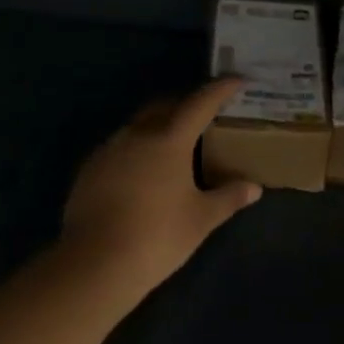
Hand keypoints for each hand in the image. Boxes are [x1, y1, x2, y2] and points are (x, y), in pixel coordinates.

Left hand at [59, 78, 262, 302]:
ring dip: (158, 126)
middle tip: (204, 115)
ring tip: (173, 147)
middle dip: (185, 105)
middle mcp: (137, 134)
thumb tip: (254, 187)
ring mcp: (109, 149)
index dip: (220, 89)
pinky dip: (136, 149)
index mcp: (169, 139)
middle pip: (165, 107)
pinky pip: (119, 147)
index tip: (236, 80)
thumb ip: (228, 198)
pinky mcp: (89, 169)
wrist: (94, 264)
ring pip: (138, 125)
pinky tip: (141, 173)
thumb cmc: (157, 237)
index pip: (200, 103)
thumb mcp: (201, 220)